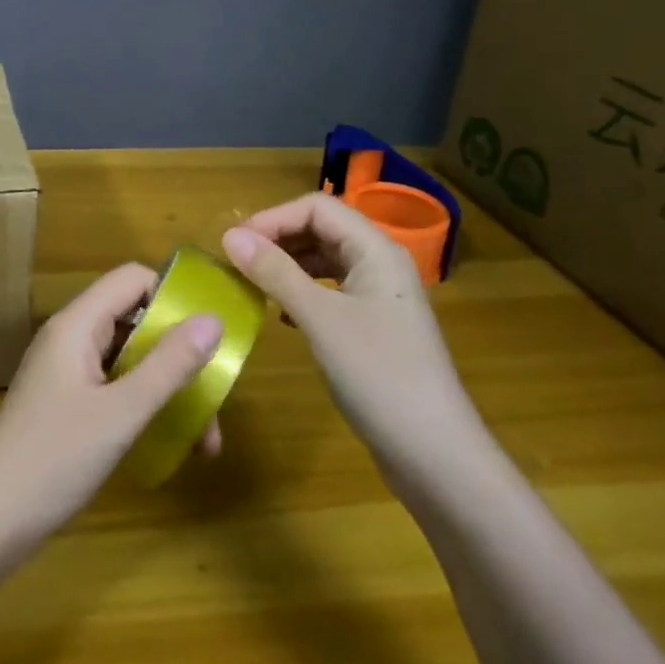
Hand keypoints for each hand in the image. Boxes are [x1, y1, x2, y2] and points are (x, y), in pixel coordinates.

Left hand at [0, 264, 223, 548]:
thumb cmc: (55, 459)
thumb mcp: (122, 412)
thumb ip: (169, 365)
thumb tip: (214, 319)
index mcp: (77, 324)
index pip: (132, 279)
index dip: (172, 296)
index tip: (210, 333)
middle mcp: (70, 338)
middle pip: (134, 319)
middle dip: (178, 353)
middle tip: (215, 394)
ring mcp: (66, 371)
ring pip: (129, 358)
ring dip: (167, 387)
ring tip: (205, 440)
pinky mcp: (66, 402)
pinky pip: (115, 385)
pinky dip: (144, 404)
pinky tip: (170, 442)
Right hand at [222, 193, 488, 482]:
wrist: (435, 455)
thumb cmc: (379, 375)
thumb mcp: (320, 319)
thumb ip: (275, 272)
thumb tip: (229, 235)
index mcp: (376, 250)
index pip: (317, 208)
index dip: (274, 218)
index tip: (235, 244)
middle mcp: (380, 265)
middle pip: (322, 229)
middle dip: (278, 239)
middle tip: (238, 263)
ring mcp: (379, 298)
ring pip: (325, 261)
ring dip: (287, 266)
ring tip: (253, 285)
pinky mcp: (374, 328)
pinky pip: (330, 292)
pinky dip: (301, 293)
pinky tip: (282, 315)